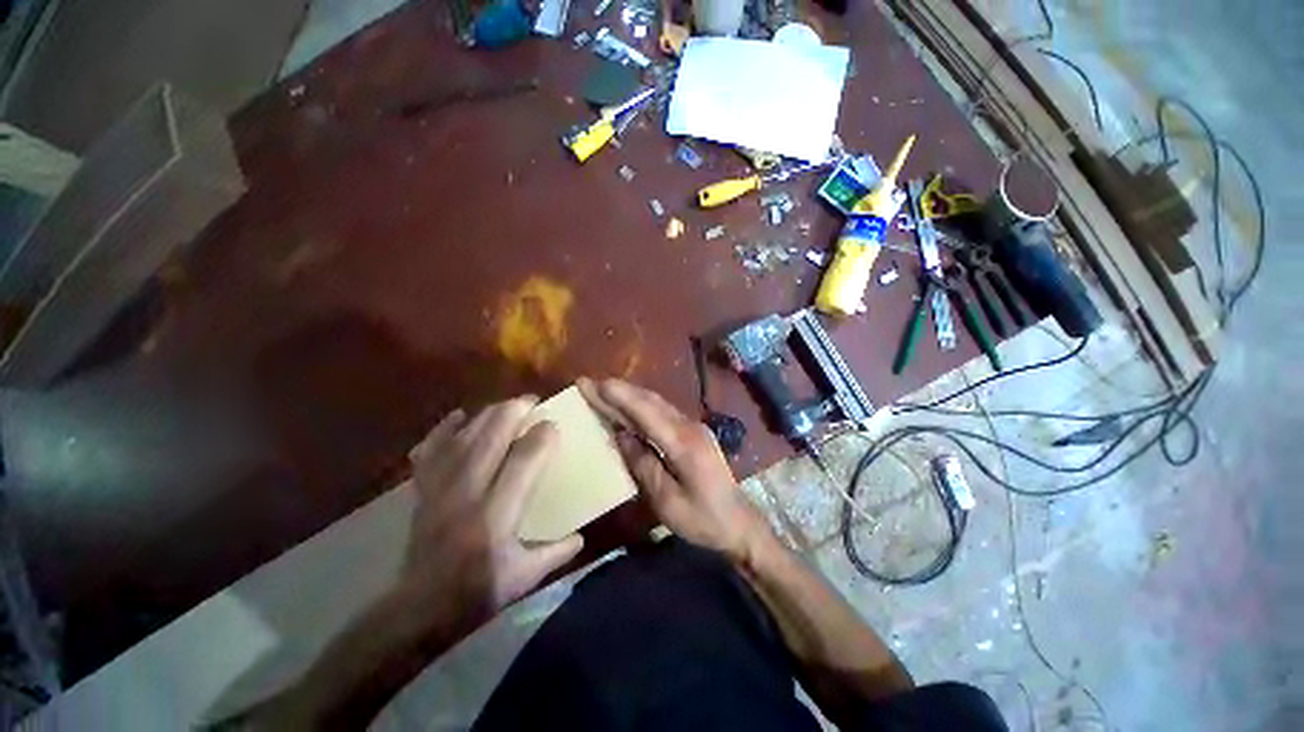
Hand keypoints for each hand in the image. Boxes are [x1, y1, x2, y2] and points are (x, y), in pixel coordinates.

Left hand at [401, 397, 584, 633]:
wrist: (419, 608)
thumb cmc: (478, 592)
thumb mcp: (525, 577)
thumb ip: (557, 552)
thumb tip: (582, 534)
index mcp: (497, 515)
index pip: (524, 461)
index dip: (541, 436)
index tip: (554, 424)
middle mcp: (467, 494)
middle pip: (491, 437)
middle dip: (513, 412)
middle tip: (531, 402)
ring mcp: (440, 489)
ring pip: (464, 437)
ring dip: (487, 415)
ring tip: (506, 406)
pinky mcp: (422, 490)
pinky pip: (430, 449)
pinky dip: (444, 429)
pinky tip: (460, 416)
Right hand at [578, 378, 770, 562]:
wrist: (739, 522)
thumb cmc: (702, 519)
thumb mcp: (667, 502)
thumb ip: (644, 465)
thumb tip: (622, 436)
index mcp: (682, 443)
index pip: (646, 412)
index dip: (619, 396)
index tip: (595, 384)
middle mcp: (688, 427)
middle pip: (650, 401)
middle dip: (619, 390)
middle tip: (590, 384)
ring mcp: (693, 427)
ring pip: (656, 403)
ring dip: (629, 394)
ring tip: (603, 390)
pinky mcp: (693, 432)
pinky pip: (662, 413)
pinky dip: (641, 406)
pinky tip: (628, 407)